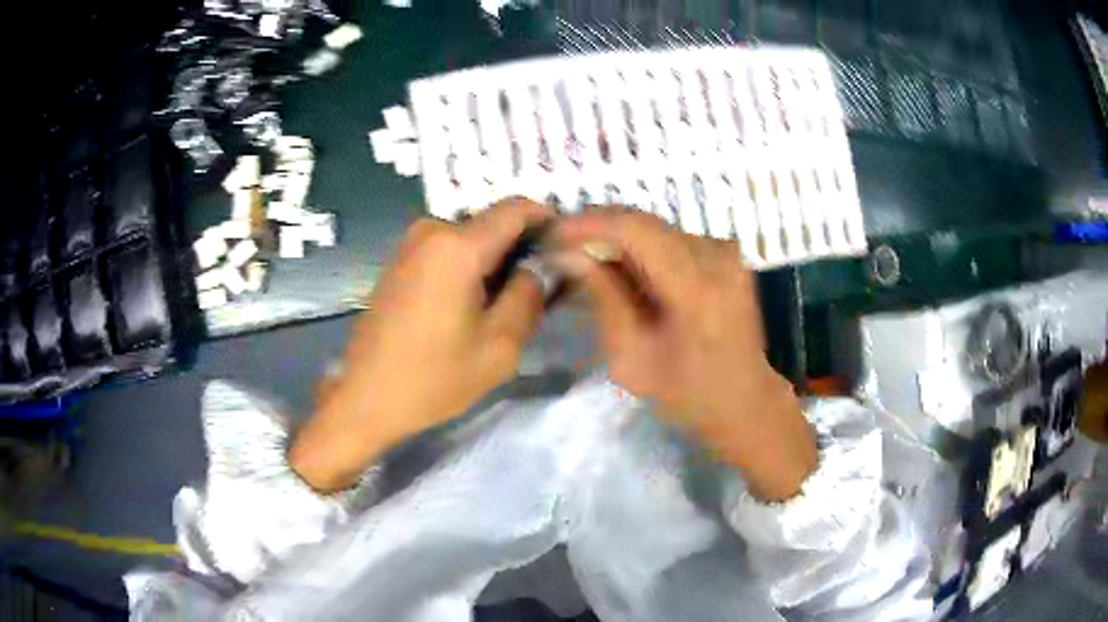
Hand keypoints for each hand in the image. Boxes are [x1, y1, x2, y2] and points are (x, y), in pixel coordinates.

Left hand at [289, 198, 551, 491]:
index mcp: (457, 246)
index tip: (566, 251)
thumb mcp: (498, 347)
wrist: (365, 399)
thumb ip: (530, 296)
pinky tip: (472, 307)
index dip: (549, 222)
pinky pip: (448, 251)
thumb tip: (547, 264)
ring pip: (471, 238)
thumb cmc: (433, 379)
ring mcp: (410, 244)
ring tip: (505, 305)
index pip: (517, 208)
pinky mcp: (399, 261)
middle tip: (540, 291)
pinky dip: (469, 268)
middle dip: (522, 249)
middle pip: (493, 223)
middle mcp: (431, 231)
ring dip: (495, 262)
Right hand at [554, 210, 815, 501]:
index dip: (590, 223)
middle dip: (599, 228)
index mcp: (696, 287)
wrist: (745, 400)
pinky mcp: (728, 254)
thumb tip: (569, 253)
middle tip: (563, 245)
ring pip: (658, 228)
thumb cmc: (686, 392)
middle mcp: (717, 256)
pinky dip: (644, 247)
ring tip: (588, 258)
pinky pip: (674, 238)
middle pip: (646, 222)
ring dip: (620, 237)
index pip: (636, 230)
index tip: (553, 232)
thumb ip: (603, 297)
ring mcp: (726, 251)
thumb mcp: (630, 356)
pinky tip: (626, 268)